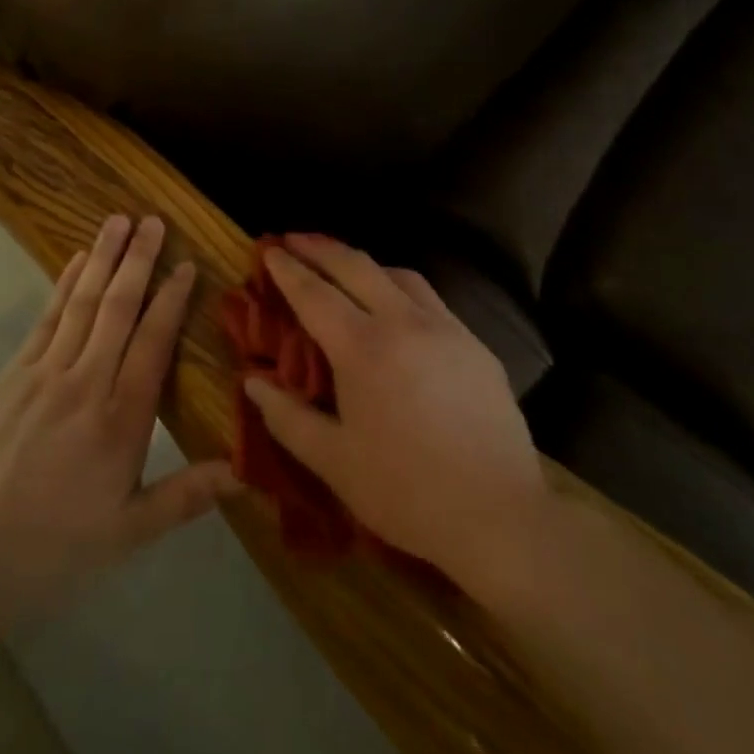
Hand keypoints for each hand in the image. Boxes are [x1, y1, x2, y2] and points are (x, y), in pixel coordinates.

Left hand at [0, 214, 236, 615]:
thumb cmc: (57, 546)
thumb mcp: (128, 532)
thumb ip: (186, 495)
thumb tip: (243, 472)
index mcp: (121, 420)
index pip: (153, 343)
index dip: (171, 300)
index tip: (186, 265)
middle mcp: (86, 383)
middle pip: (118, 308)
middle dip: (139, 260)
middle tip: (154, 220)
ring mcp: (44, 374)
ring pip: (82, 303)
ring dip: (102, 258)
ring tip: (119, 220)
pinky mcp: (12, 375)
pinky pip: (45, 319)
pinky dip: (63, 285)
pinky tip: (76, 260)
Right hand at [243, 234, 549, 584]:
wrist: (500, 515)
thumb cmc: (406, 492)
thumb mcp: (334, 462)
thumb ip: (287, 417)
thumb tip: (253, 380)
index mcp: (363, 348)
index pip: (315, 293)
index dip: (288, 269)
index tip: (269, 248)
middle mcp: (404, 322)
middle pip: (356, 266)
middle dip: (321, 247)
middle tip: (295, 238)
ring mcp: (445, 328)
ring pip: (399, 274)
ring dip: (364, 263)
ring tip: (344, 268)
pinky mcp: (475, 343)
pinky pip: (430, 298)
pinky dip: (401, 287)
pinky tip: (398, 308)